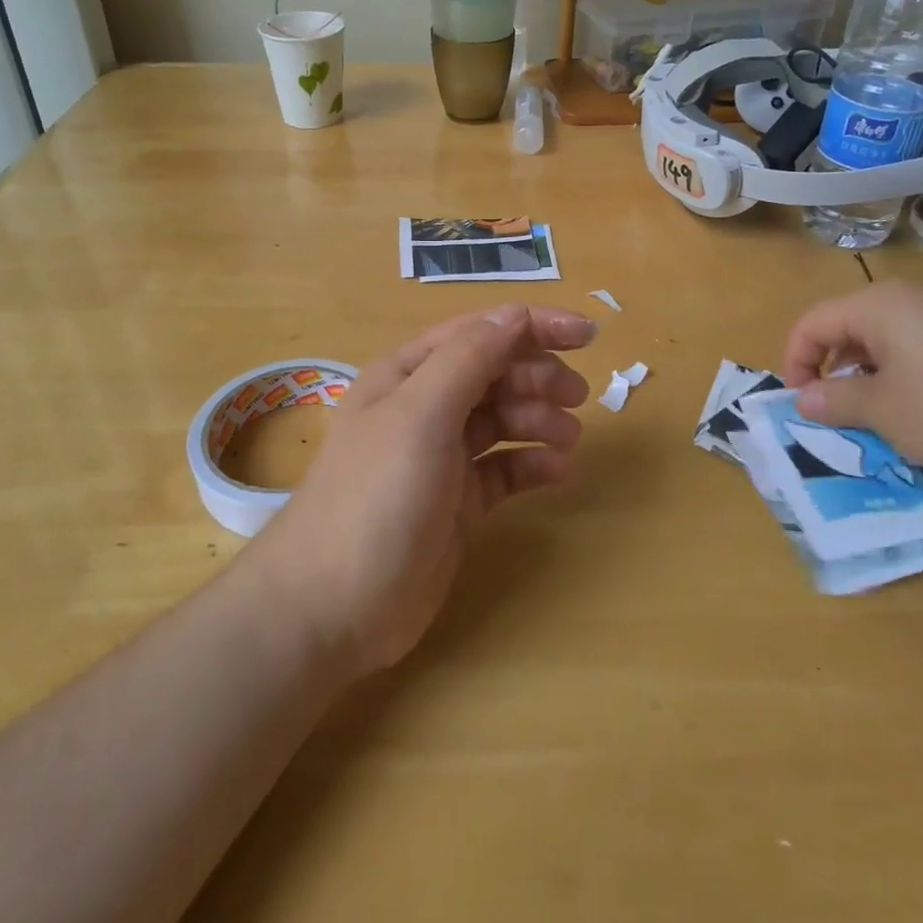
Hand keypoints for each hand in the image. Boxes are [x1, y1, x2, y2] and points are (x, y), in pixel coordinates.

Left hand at [250, 304, 594, 675]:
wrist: (333, 607)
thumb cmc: (377, 495)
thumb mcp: (422, 414)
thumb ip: (470, 358)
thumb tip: (517, 315)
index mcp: (409, 373)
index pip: (481, 331)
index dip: (535, 326)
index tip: (589, 335)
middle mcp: (424, 407)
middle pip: (495, 373)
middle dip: (538, 377)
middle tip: (578, 397)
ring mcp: (441, 456)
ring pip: (502, 419)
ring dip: (539, 419)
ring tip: (570, 438)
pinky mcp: (457, 502)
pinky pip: (504, 468)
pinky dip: (532, 463)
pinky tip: (558, 472)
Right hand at [783, 280, 922, 487]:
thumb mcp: (884, 413)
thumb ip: (835, 402)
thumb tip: (804, 398)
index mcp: (881, 305)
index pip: (814, 322)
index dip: (795, 361)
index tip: (800, 403)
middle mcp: (918, 298)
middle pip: (854, 327)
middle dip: (837, 371)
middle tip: (840, 413)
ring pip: (896, 340)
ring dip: (877, 378)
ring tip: (887, 419)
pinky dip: (917, 378)